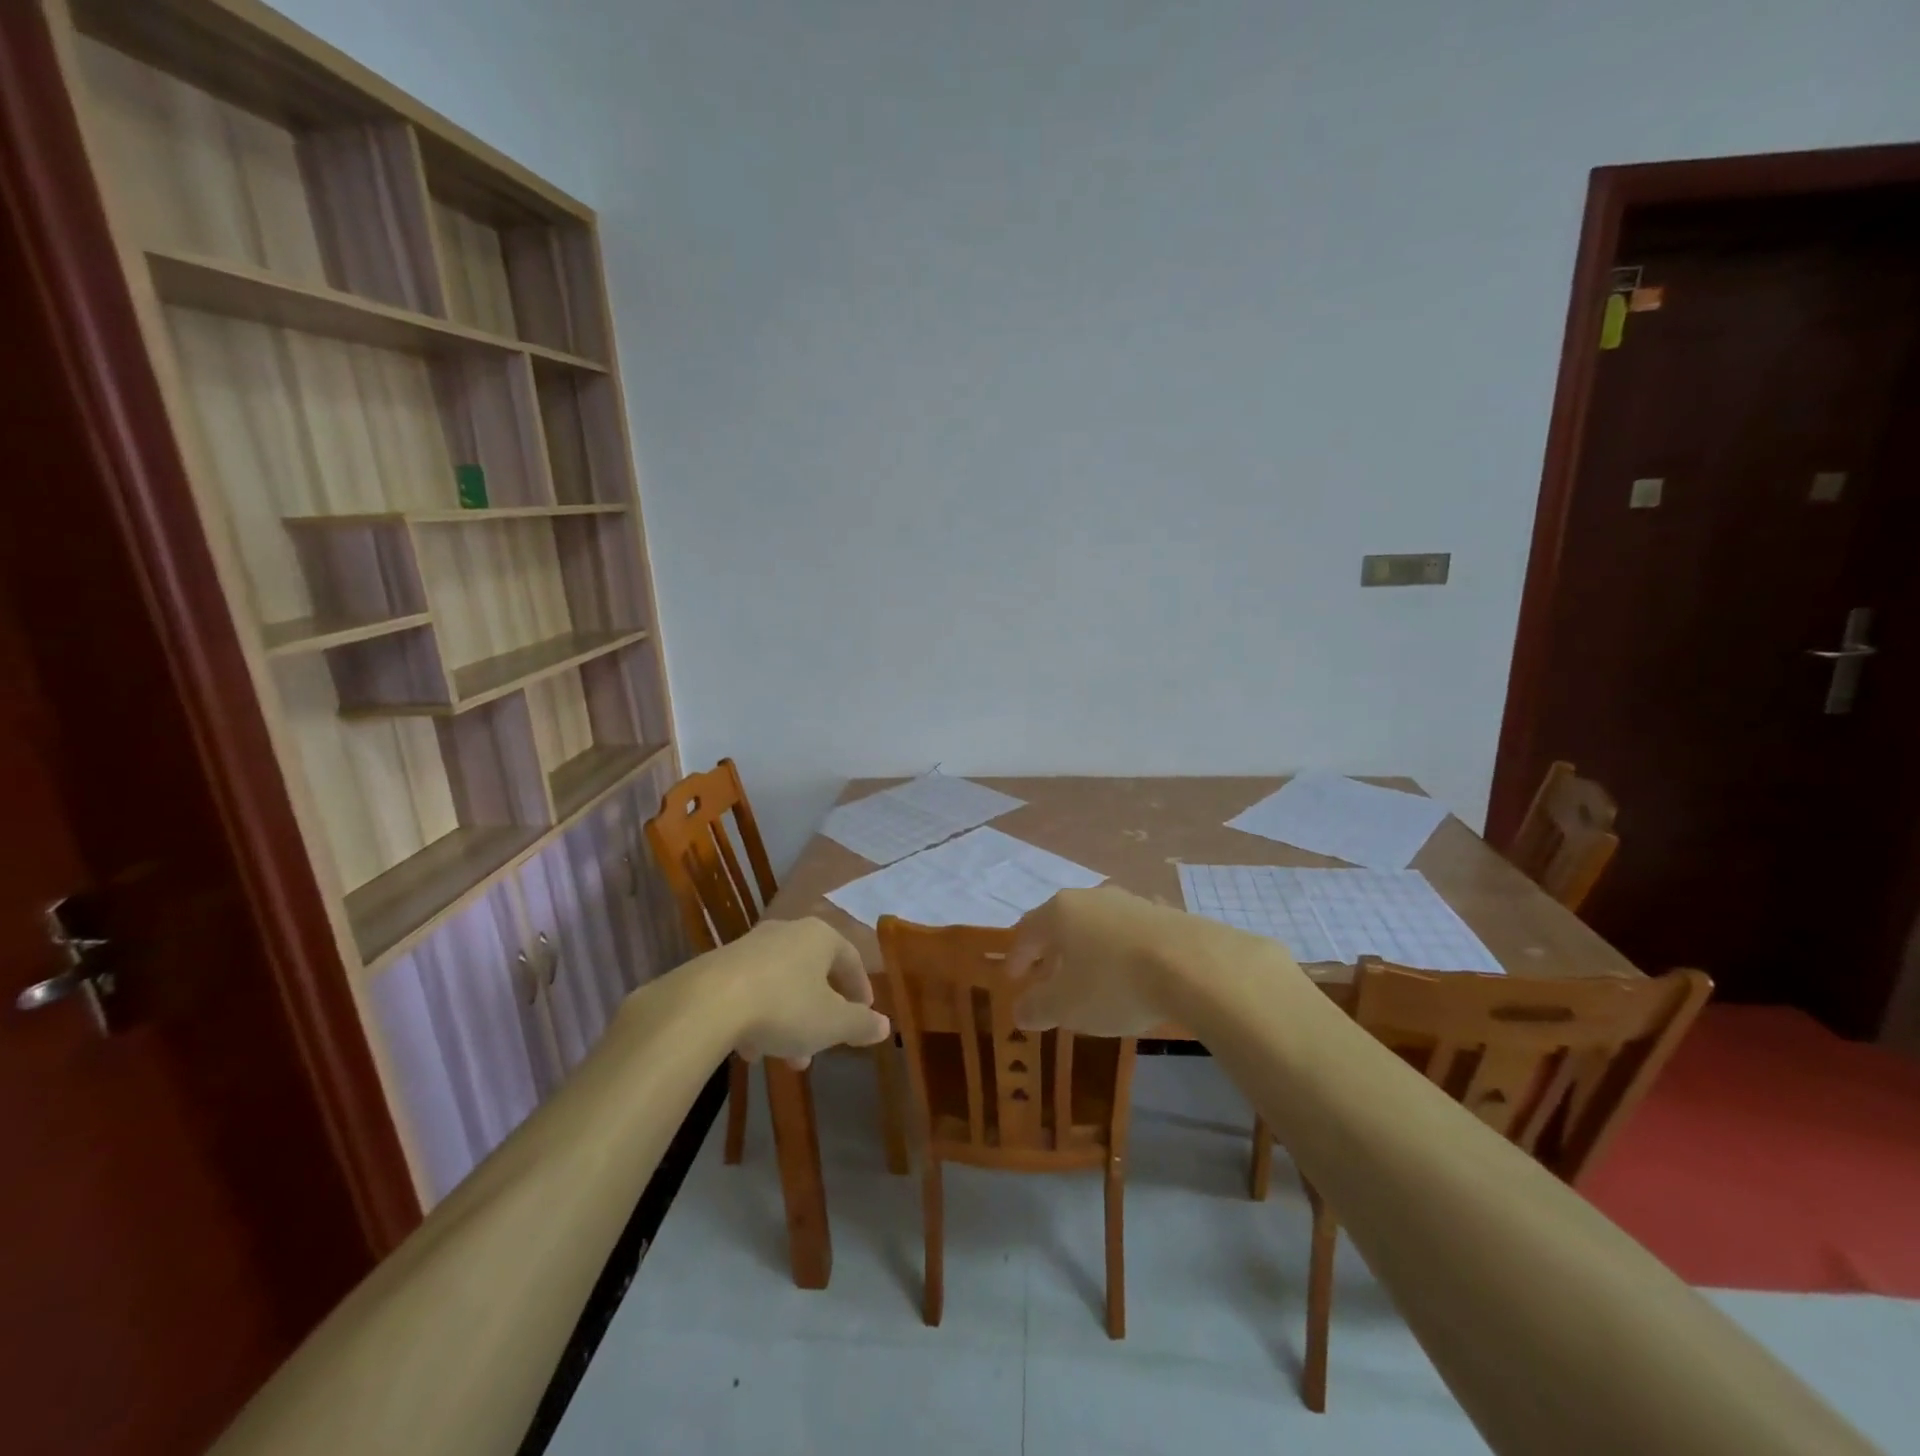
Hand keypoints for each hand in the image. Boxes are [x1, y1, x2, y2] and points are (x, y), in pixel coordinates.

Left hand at [703, 918, 890, 1068]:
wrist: (706, 1003)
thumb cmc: (784, 1006)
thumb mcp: (832, 1023)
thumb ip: (861, 1024)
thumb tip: (885, 1026)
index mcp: (819, 936)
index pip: (851, 958)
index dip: (861, 989)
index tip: (864, 1015)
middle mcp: (786, 932)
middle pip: (814, 973)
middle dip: (821, 1013)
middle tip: (824, 1046)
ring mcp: (749, 947)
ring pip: (781, 985)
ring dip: (790, 1021)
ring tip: (787, 1060)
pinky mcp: (718, 966)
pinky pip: (750, 991)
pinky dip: (758, 1018)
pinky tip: (751, 1050)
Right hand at [1006, 886, 1188, 1036]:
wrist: (1192, 965)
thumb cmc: (1114, 983)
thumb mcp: (1066, 1006)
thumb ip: (1038, 1007)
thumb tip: (1020, 1010)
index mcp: (1060, 911)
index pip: (1028, 930)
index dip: (1017, 957)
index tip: (1013, 979)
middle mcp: (1092, 897)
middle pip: (1062, 924)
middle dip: (1052, 954)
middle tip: (1047, 981)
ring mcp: (1130, 902)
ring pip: (1097, 927)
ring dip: (1087, 952)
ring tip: (1089, 980)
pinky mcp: (1163, 914)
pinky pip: (1128, 935)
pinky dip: (1118, 953)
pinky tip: (1128, 975)